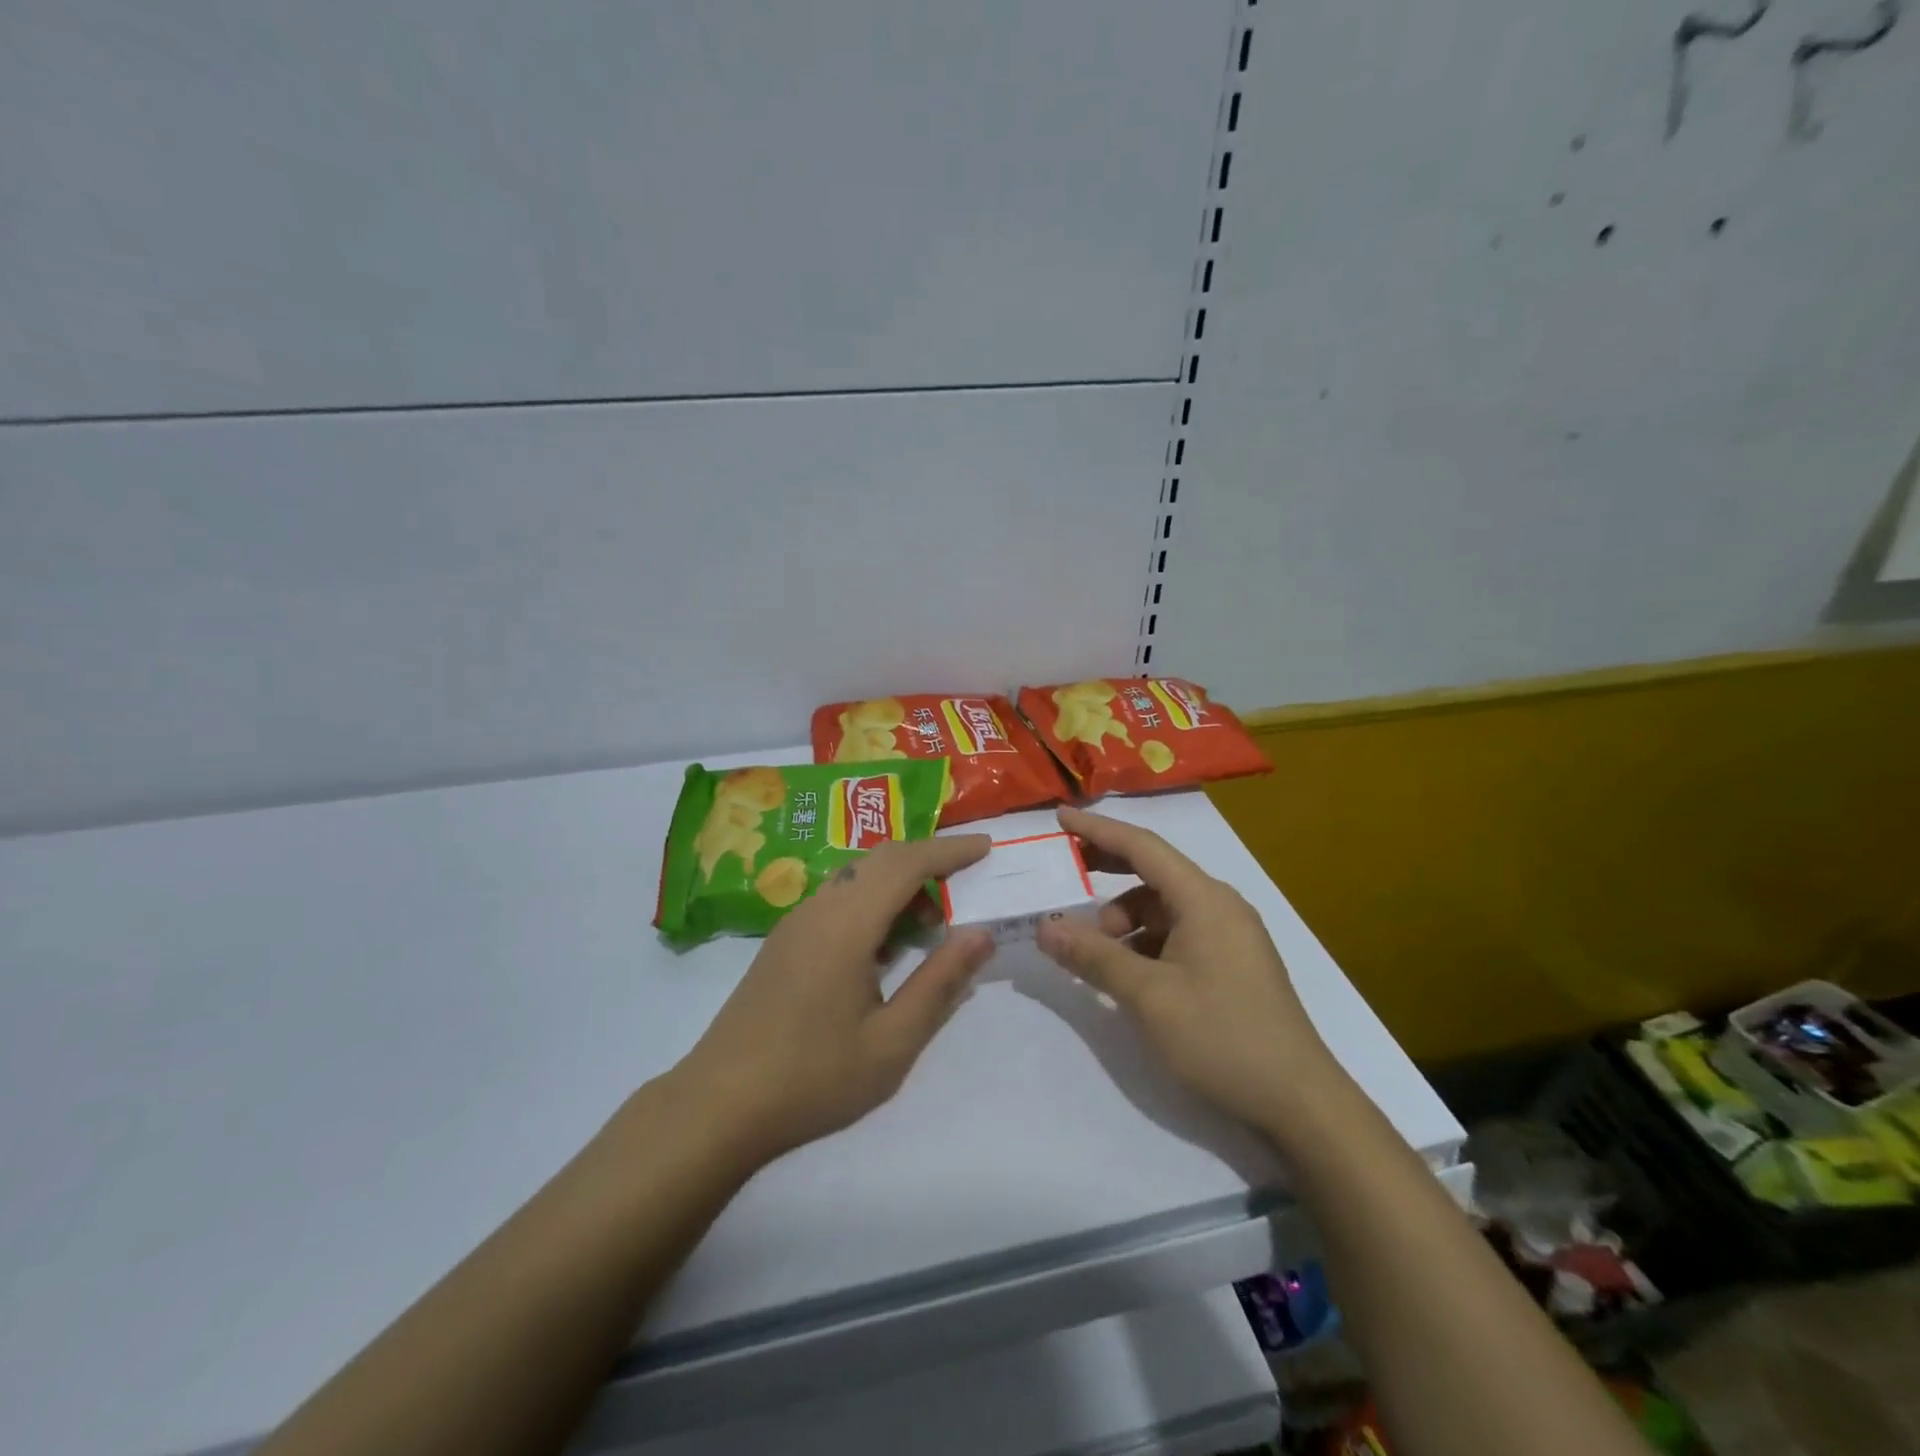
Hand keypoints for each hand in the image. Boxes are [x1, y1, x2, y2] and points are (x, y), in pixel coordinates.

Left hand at [668, 835, 994, 1166]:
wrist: (718, 1104)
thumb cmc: (813, 1077)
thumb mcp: (891, 1042)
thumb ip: (939, 982)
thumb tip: (981, 934)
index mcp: (847, 924)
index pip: (907, 863)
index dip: (950, 851)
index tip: (987, 848)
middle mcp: (820, 907)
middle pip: (881, 858)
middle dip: (928, 859)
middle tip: (968, 880)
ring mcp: (796, 921)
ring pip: (857, 876)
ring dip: (899, 882)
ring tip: (932, 922)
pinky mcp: (784, 940)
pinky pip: (838, 897)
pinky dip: (874, 900)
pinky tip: (887, 945)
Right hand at [1037, 807, 1336, 1129]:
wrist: (1299, 1102)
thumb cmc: (1222, 1037)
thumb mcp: (1148, 996)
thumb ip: (1093, 956)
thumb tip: (1045, 927)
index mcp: (1204, 899)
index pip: (1142, 846)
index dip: (1097, 829)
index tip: (1059, 816)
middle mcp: (1219, 905)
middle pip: (1153, 871)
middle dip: (1107, 868)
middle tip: (1065, 872)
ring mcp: (1229, 934)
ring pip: (1163, 907)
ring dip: (1124, 919)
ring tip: (1095, 951)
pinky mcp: (1231, 962)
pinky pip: (1177, 933)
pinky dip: (1145, 940)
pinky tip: (1127, 971)